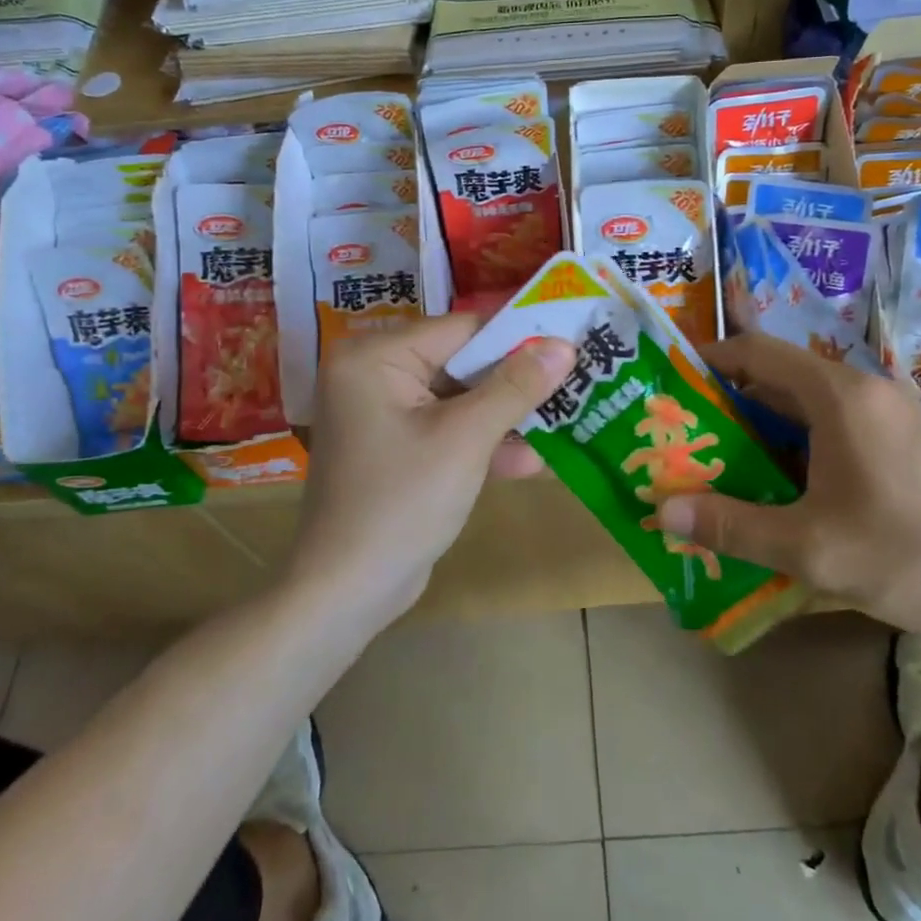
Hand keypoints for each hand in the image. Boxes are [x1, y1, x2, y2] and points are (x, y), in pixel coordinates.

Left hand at [291, 314, 575, 627]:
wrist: (346, 592)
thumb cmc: (402, 501)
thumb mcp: (466, 438)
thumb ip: (515, 387)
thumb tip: (563, 345)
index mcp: (376, 357)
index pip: (461, 329)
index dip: (518, 337)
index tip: (570, 342)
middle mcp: (373, 375)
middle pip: (461, 364)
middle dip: (514, 383)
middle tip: (573, 382)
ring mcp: (382, 415)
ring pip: (459, 400)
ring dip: (505, 418)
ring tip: (563, 422)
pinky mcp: (395, 449)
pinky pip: (446, 431)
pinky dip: (481, 444)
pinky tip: (529, 463)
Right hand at [656, 334, 920, 652]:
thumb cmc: (910, 556)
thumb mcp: (811, 548)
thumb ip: (732, 525)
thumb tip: (662, 511)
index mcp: (841, 396)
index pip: (759, 352)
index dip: (711, 360)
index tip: (673, 381)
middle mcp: (865, 391)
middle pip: (781, 377)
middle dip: (730, 401)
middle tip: (687, 431)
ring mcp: (891, 414)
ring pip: (808, 405)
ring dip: (763, 427)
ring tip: (721, 460)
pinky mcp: (905, 441)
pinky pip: (835, 425)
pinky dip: (797, 443)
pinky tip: (780, 484)